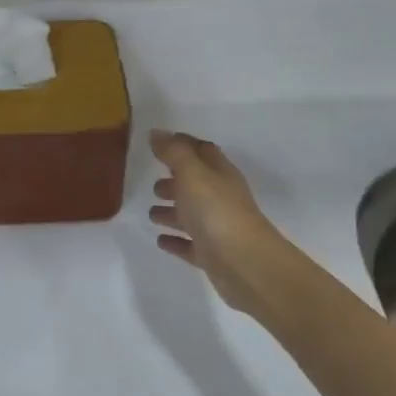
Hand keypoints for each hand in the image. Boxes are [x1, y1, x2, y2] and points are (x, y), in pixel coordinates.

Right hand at [147, 130, 295, 314]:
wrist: (244, 264)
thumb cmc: (216, 212)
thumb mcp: (192, 174)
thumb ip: (174, 152)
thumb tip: (157, 132)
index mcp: (219, 174)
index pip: (202, 151)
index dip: (182, 145)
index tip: (159, 143)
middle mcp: (220, 198)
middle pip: (196, 184)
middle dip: (175, 181)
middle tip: (153, 184)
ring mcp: (217, 228)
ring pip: (191, 215)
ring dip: (172, 212)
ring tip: (151, 213)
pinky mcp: (211, 254)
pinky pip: (189, 244)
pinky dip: (175, 240)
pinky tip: (161, 240)